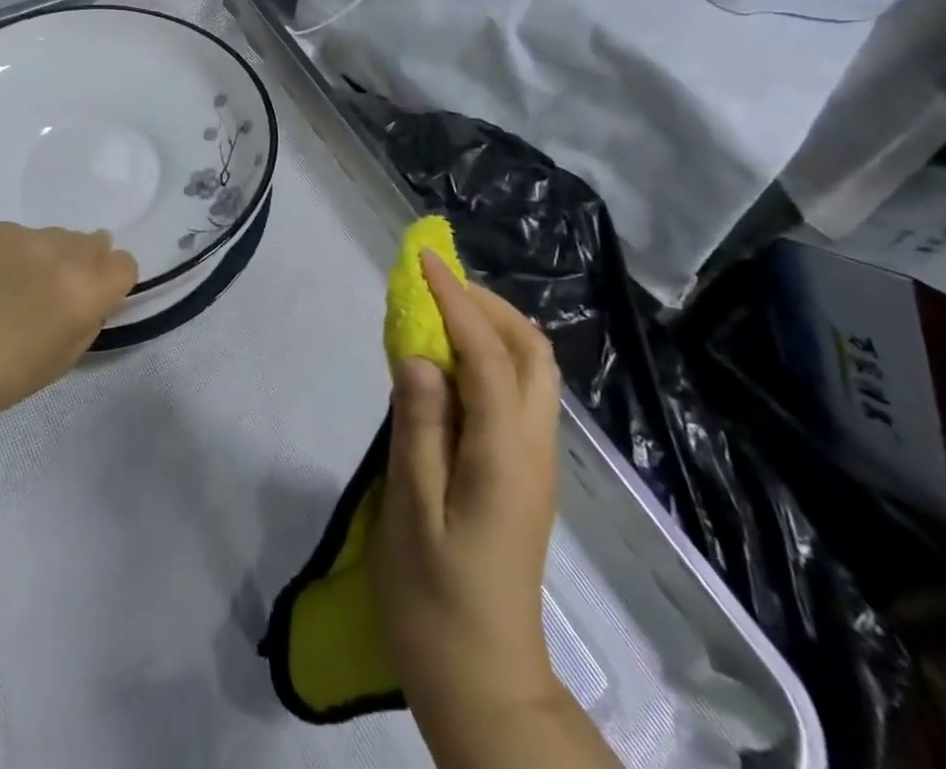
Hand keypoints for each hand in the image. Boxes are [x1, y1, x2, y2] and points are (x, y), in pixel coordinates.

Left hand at [0, 223, 137, 426]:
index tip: (95, 295)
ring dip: (51, 254)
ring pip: (58, 235)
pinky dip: (15, 251)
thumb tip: (94, 293)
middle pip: (95, 242)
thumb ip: (90, 316)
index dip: (112, 280)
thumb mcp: (67, 356)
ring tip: (19, 282)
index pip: (125, 263)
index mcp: (87, 293)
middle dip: (84, 261)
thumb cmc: (5, 375)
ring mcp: (30, 237)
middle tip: (56, 287)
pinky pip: (22, 235)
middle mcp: (66, 256)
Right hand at [371, 252, 564, 748]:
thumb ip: (417, 427)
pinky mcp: (522, 473)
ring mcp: (533, 461)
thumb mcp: (412, 513)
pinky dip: (487, 357)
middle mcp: (532, 447)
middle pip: (530, 351)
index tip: (422, 260)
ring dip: (490, 327)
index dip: (455, 299)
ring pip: (529, 369)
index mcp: (505, 454)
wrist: (484, 686)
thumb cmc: (436, 600)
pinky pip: (514, 392)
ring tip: (436, 313)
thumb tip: (418, 354)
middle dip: (486, 303)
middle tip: (434, 285)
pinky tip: (446, 366)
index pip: (486, 353)